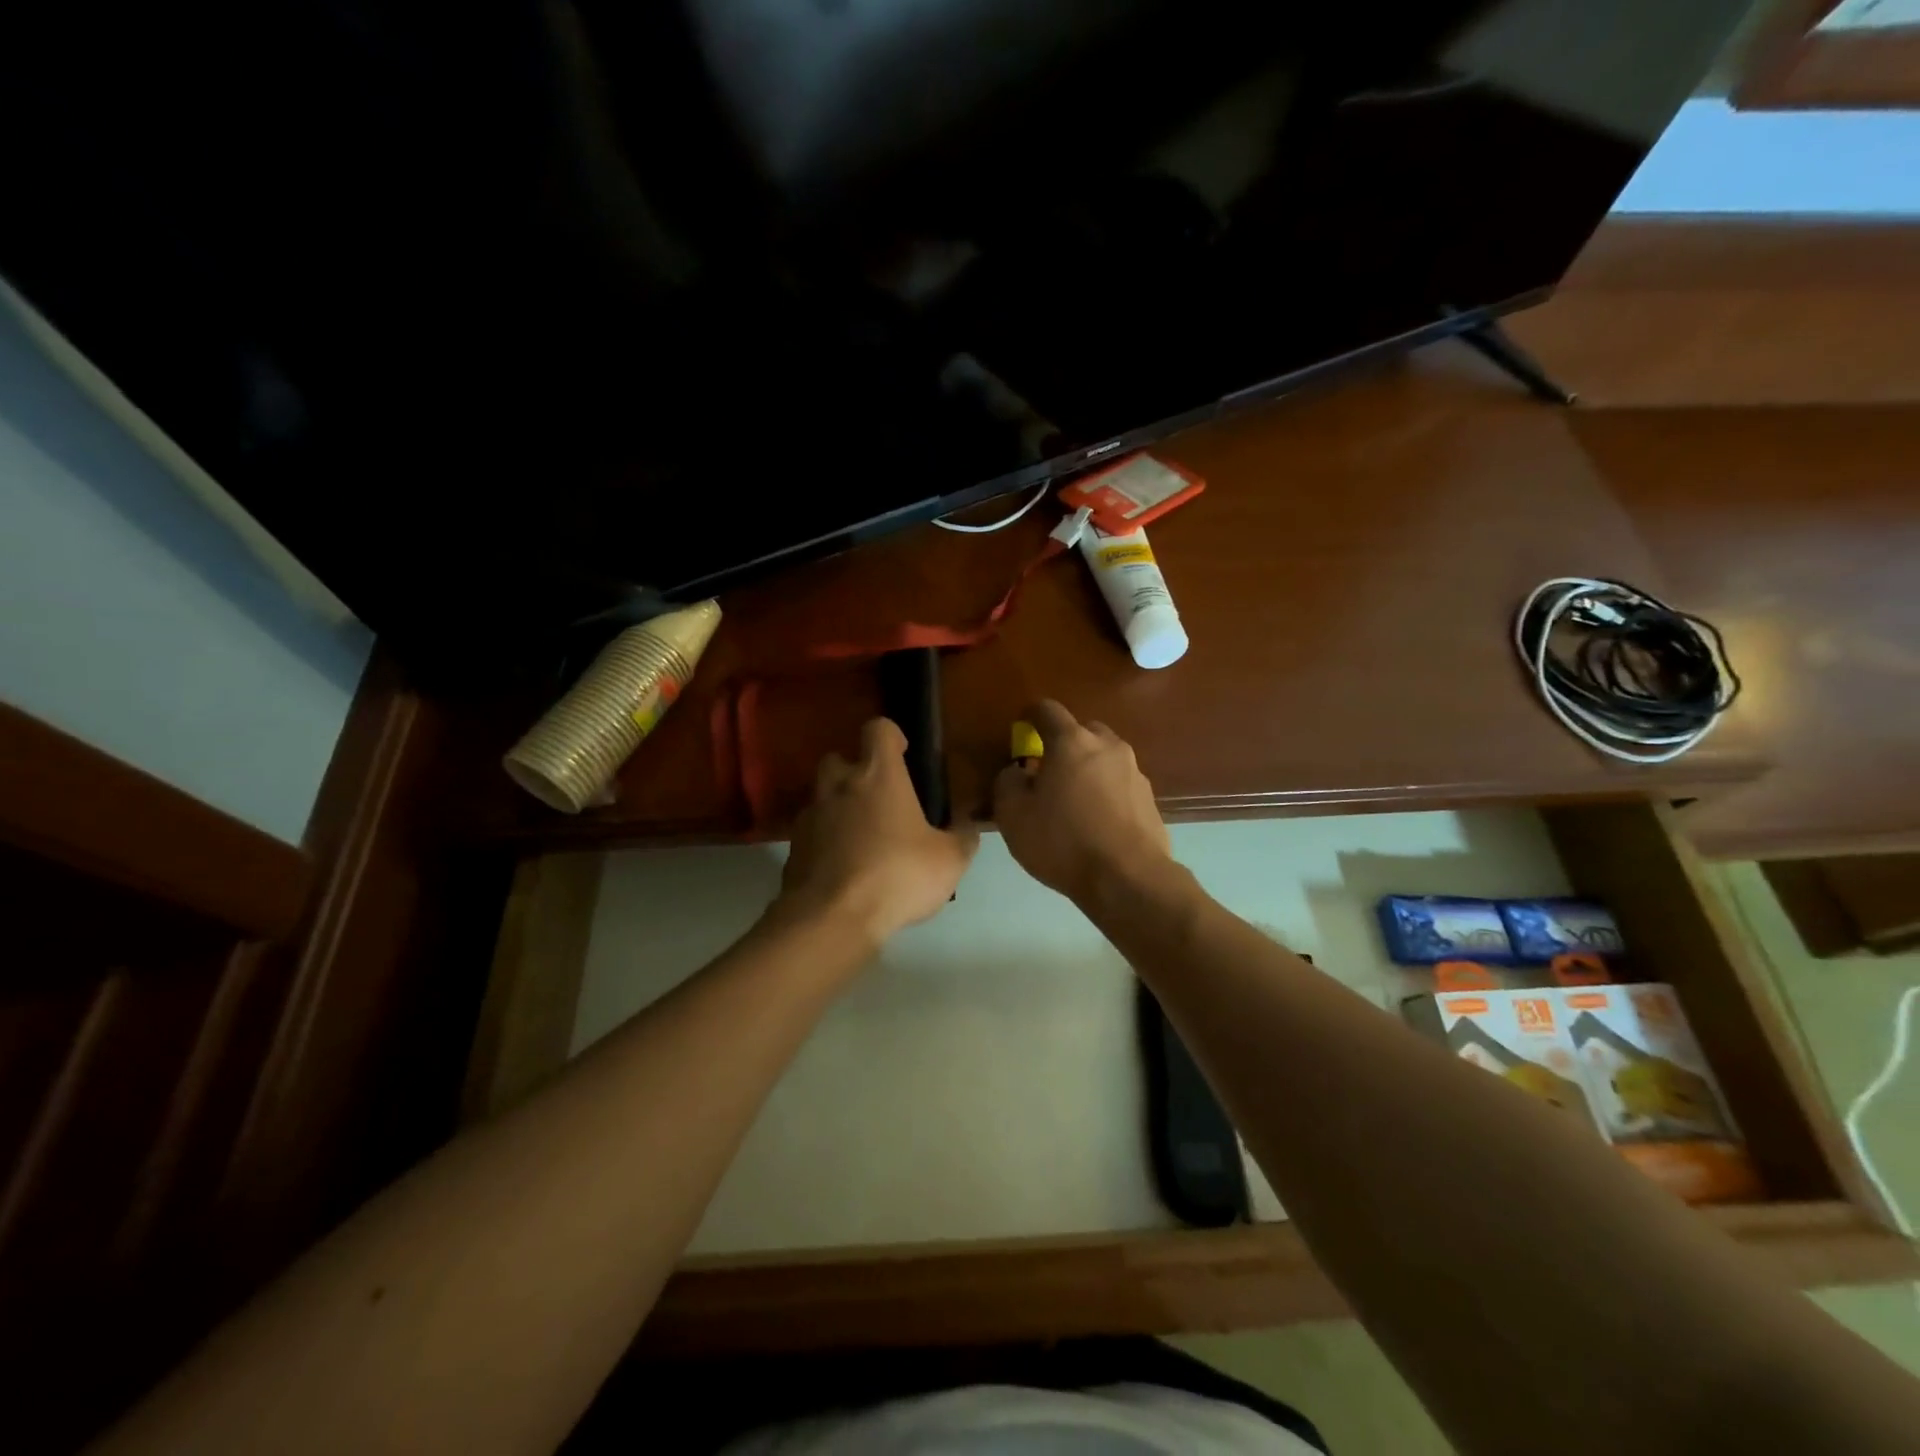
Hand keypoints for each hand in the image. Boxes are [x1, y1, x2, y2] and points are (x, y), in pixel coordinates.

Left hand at [780, 718, 979, 946]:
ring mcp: (811, 816)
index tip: (903, 754)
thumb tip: (968, 828)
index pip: (878, 730)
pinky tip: (843, 868)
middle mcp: (839, 786)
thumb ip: (962, 839)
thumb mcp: (949, 861)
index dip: (891, 736)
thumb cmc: (897, 875)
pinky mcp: (793, 848)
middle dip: (855, 771)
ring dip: (839, 808)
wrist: (832, 917)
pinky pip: (811, 833)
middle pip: (839, 759)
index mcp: (878, 776)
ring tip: (862, 838)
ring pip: (822, 797)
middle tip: (878, 799)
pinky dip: (825, 842)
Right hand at [993, 700, 1171, 904]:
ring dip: (1087, 769)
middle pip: (1082, 730)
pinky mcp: (1150, 799)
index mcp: (1071, 742)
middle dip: (1063, 743)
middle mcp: (1108, 747)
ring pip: (1104, 758)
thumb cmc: (1063, 842)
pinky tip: (1096, 822)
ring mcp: (1134, 772)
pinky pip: (1120, 784)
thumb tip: (1017, 772)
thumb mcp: (1013, 815)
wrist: (1128, 879)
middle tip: (1047, 770)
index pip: (1047, 710)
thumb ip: (1008, 783)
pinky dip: (1106, 793)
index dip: (1030, 715)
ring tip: (1073, 800)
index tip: (1021, 727)